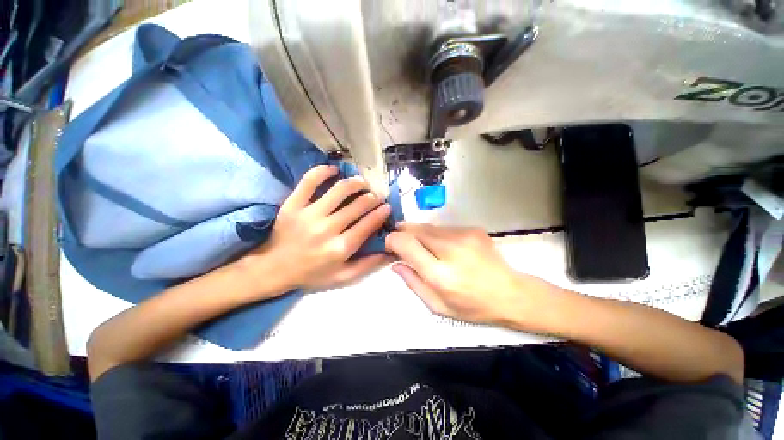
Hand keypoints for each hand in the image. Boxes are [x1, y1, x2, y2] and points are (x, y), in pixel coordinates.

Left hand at [243, 165, 391, 291]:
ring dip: (355, 183)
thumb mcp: (342, 277)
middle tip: (375, 196)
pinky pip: (309, 181)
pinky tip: (333, 170)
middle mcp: (327, 229)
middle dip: (372, 198)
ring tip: (361, 182)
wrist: (273, 269)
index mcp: (340, 248)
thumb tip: (390, 251)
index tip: (387, 207)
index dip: (381, 213)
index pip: (368, 224)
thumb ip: (367, 265)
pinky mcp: (293, 205)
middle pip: (358, 205)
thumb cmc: (311, 274)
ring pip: (339, 190)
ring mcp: (309, 214)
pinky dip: (323, 171)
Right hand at [385, 224, 551, 325]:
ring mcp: (464, 236)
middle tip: (399, 239)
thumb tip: (396, 264)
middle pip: (416, 230)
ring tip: (422, 245)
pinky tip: (442, 246)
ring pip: (429, 227)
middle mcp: (451, 250)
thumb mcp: (438, 306)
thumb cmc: (473, 306)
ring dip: (419, 233)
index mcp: (440, 274)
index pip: (406, 244)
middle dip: (403, 232)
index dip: (392, 240)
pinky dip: (436, 234)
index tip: (389, 244)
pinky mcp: (473, 229)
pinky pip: (444, 228)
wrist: (511, 293)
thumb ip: (413, 283)